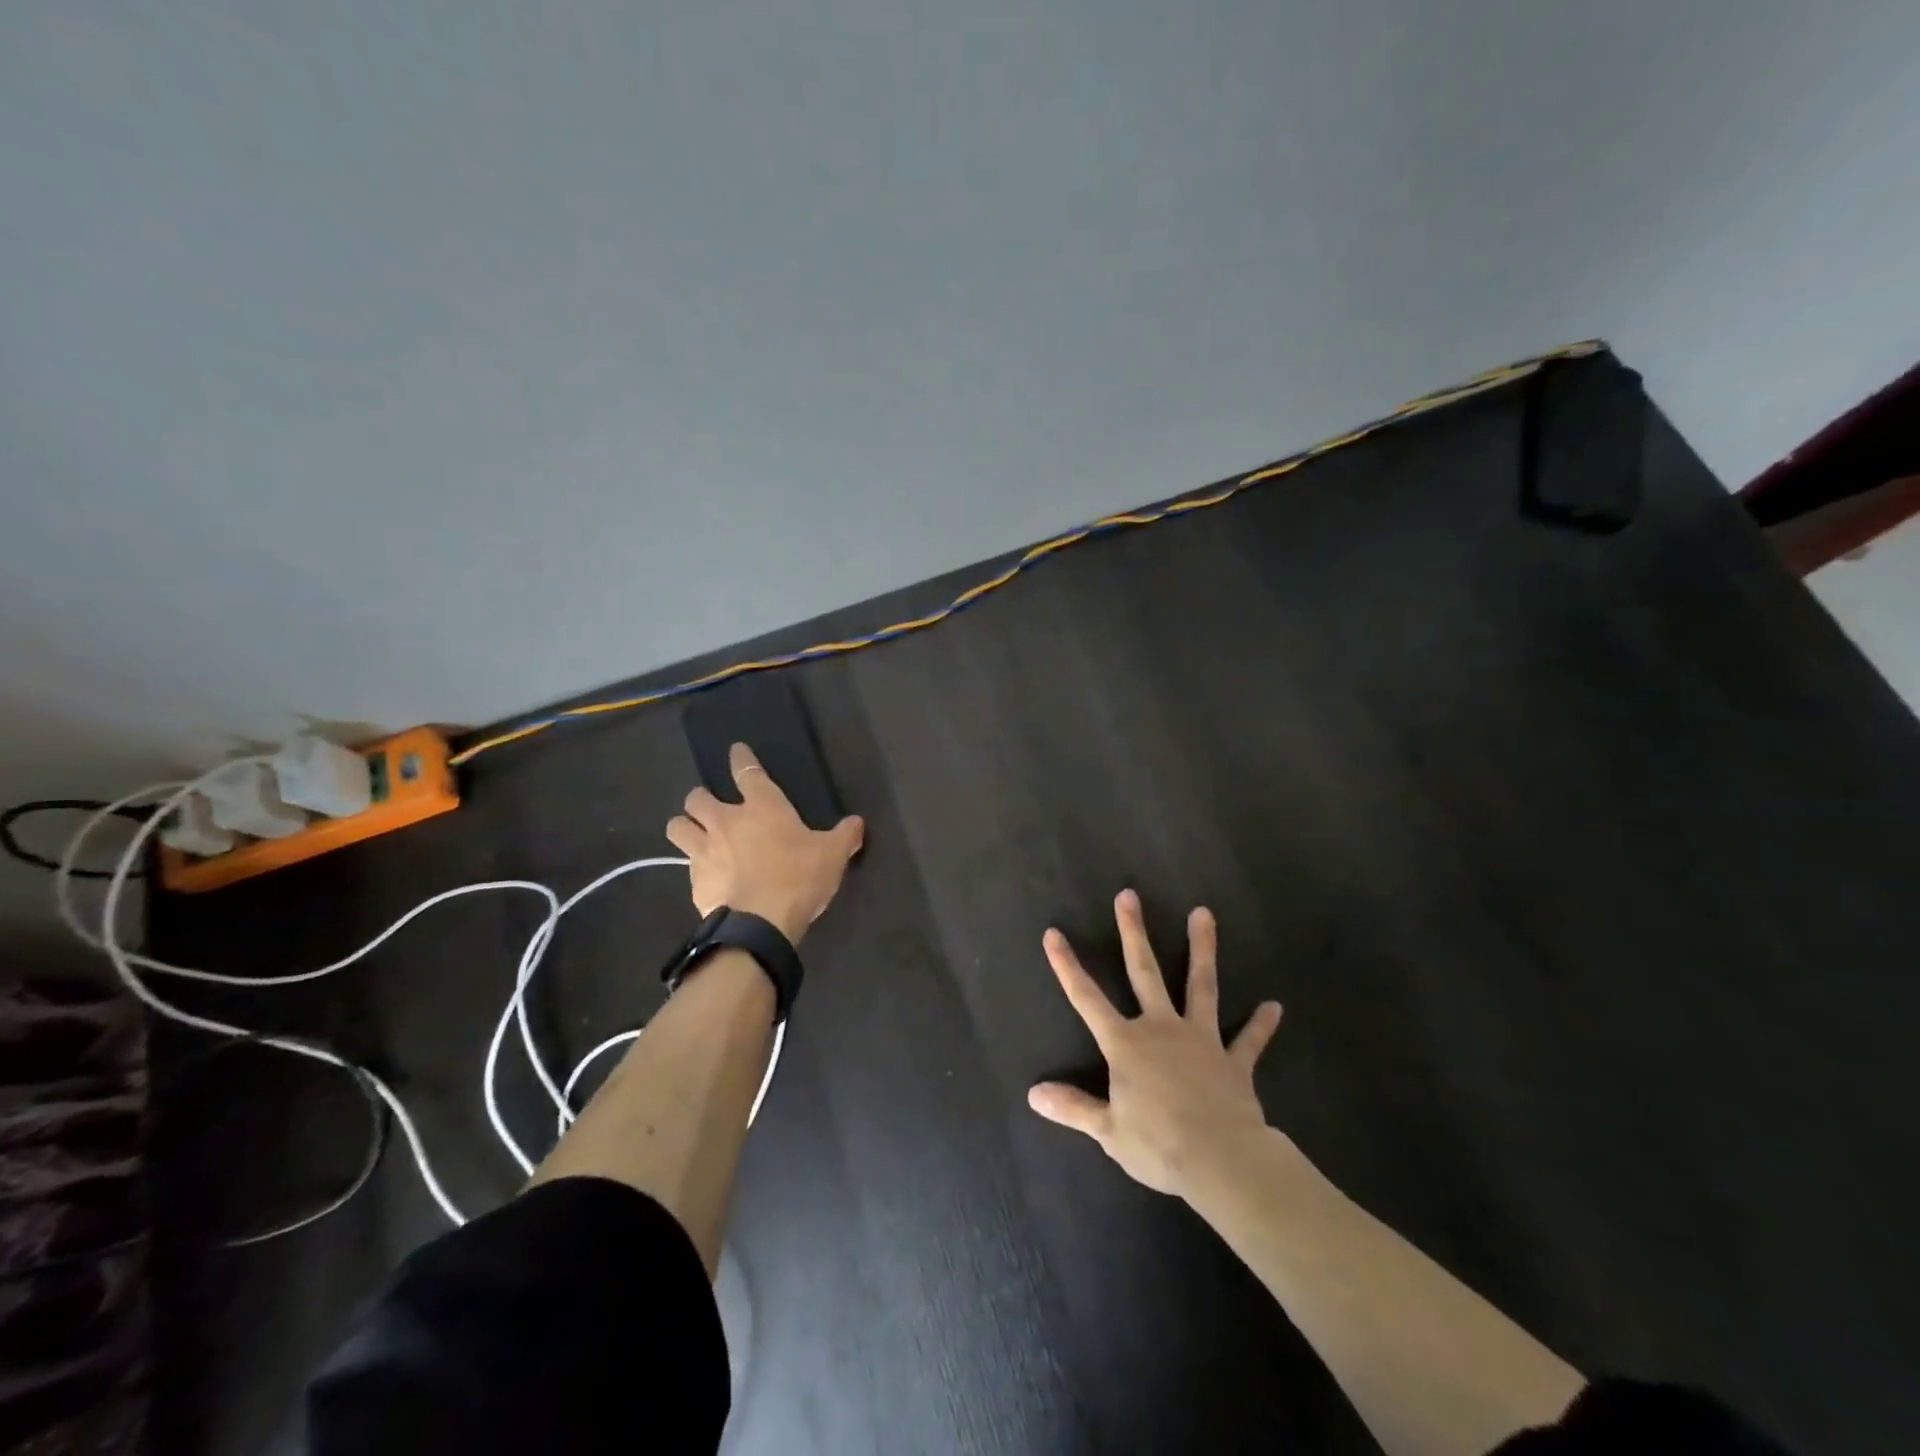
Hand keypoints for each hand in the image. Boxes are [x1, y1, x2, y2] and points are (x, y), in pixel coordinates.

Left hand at [664, 742, 864, 944]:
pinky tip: (707, 876)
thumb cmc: (798, 878)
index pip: (747, 772)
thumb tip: (857, 823)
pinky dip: (694, 868)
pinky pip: (686, 866)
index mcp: (762, 807)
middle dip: (701, 799)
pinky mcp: (694, 881)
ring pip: (678, 826)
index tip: (736, 750)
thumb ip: (845, 836)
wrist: (760, 924)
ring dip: (684, 826)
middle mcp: (726, 822)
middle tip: (710, 806)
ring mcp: (704, 851)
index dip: (741, 759)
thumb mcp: (833, 855)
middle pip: (698, 798)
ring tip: (694, 833)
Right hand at [1028, 889, 1283, 1197]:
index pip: (1087, 999)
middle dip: (1133, 933)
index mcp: (1126, 1045)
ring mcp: (1201, 1039)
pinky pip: (1249, 1041)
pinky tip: (1274, 1007)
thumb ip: (1073, 1108)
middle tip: (1129, 896)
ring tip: (1203, 913)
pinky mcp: (1233, 1062)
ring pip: (1200, 985)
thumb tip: (1034, 1094)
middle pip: (1144, 972)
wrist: (1221, 1161)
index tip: (1053, 933)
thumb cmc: (1159, 1145)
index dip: (1067, 966)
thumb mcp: (1108, 1131)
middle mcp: (1161, 1029)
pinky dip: (1261, 1025)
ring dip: (1202, 949)